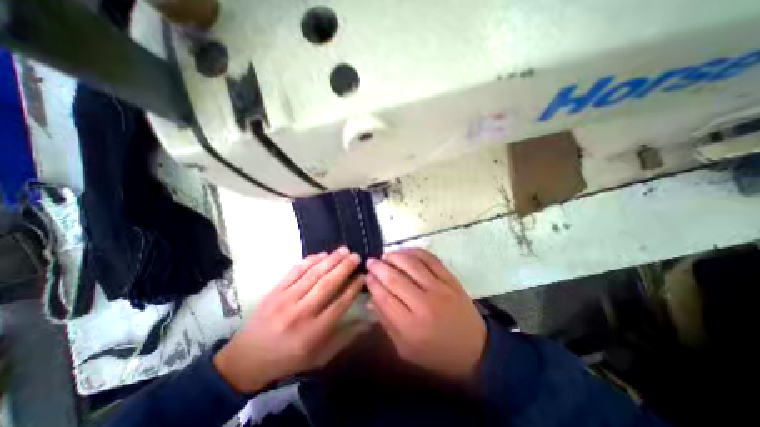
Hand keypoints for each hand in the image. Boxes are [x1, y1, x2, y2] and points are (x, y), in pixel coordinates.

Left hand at [214, 247, 367, 393]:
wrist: (246, 359)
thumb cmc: (288, 358)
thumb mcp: (319, 357)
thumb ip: (344, 338)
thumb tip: (367, 322)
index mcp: (314, 332)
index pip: (340, 303)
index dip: (353, 287)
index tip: (362, 275)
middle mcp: (301, 312)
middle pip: (328, 284)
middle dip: (345, 267)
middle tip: (356, 256)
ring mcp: (286, 299)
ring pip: (313, 274)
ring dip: (331, 259)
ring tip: (343, 250)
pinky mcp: (275, 290)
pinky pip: (295, 271)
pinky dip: (310, 260)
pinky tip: (322, 254)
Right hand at [366, 248, 486, 381]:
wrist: (475, 349)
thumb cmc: (436, 353)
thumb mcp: (406, 349)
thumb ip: (386, 323)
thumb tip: (370, 300)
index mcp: (411, 326)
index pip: (384, 297)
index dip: (372, 283)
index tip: (366, 275)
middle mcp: (424, 304)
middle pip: (395, 278)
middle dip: (379, 267)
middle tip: (371, 261)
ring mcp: (440, 288)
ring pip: (412, 264)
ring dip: (395, 256)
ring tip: (386, 255)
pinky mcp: (451, 279)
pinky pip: (431, 259)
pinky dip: (415, 252)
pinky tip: (405, 251)